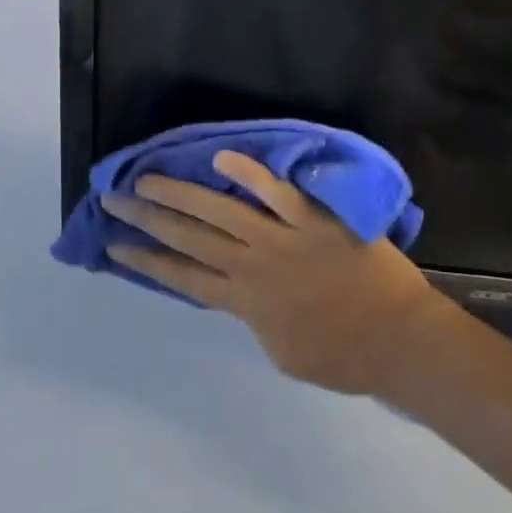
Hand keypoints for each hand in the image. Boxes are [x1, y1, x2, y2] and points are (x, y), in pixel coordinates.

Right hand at [101, 151, 452, 395]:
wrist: (398, 339)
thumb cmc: (344, 355)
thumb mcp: (284, 351)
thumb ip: (257, 319)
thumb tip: (243, 294)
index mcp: (245, 303)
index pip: (183, 278)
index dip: (146, 262)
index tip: (114, 247)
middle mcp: (253, 267)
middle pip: (189, 239)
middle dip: (147, 220)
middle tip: (113, 200)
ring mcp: (282, 239)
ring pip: (220, 212)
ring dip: (180, 194)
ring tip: (147, 178)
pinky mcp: (313, 219)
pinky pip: (276, 193)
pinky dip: (249, 174)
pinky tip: (222, 157)